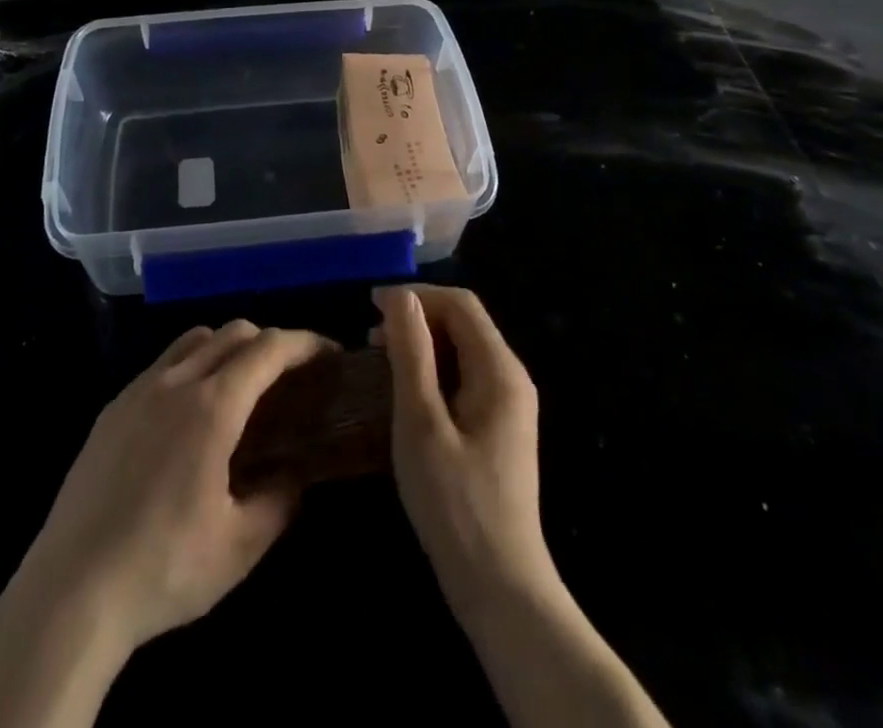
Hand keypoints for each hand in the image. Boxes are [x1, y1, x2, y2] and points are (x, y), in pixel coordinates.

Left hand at [10, 321, 334, 656]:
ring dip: (228, 347)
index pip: (269, 349)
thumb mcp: (240, 547)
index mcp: (212, 407)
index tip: (329, 354)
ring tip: (242, 387)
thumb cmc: (163, 568)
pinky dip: (192, 366)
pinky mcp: (112, 409)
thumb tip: (295, 474)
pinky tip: (190, 413)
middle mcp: (175, 382)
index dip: (305, 343)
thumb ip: (279, 500)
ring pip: (194, 339)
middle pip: (233, 332)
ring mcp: (138, 390)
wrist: (69, 591)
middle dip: (270, 342)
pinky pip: (162, 364)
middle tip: (291, 375)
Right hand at [374, 284, 555, 618]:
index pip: (461, 303)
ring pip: (463, 350)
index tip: (370, 305)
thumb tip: (401, 296)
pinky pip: (465, 377)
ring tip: (381, 360)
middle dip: (417, 318)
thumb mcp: (421, 422)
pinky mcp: (499, 428)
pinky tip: (405, 392)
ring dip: (422, 344)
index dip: (416, 295)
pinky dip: (433, 371)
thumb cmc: (455, 504)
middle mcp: (511, 377)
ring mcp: (508, 404)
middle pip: (464, 323)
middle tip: (370, 338)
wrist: (500, 588)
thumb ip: (412, 353)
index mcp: (500, 370)